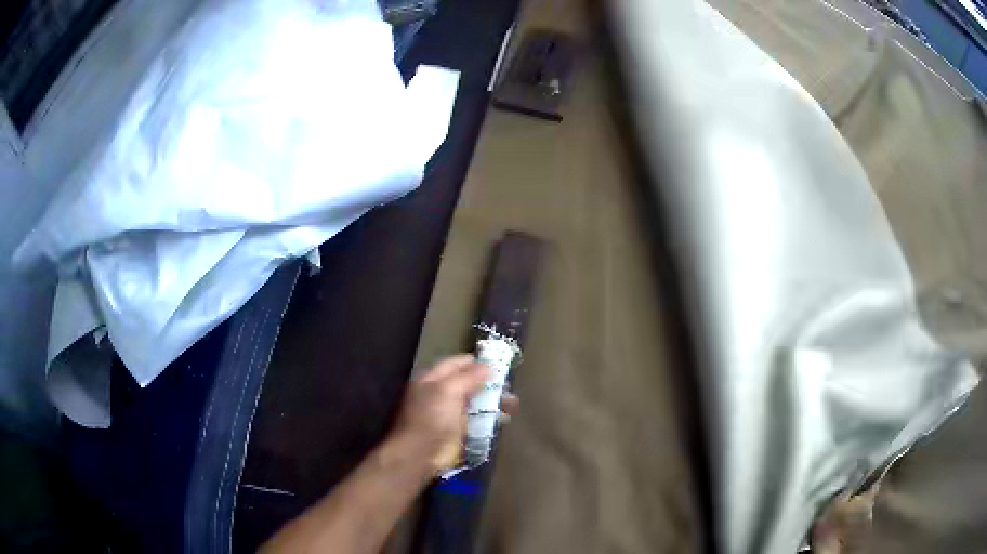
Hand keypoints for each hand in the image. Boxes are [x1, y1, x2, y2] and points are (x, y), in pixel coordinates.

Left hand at [385, 354, 519, 475]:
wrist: (422, 453)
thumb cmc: (432, 418)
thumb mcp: (448, 391)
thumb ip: (469, 376)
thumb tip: (489, 366)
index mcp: (433, 379)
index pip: (456, 363)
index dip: (476, 362)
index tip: (498, 363)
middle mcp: (442, 393)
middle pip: (468, 382)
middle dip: (489, 382)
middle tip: (509, 384)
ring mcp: (451, 412)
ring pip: (476, 401)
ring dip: (494, 400)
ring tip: (512, 402)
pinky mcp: (460, 430)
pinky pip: (479, 419)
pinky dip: (492, 417)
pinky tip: (505, 417)